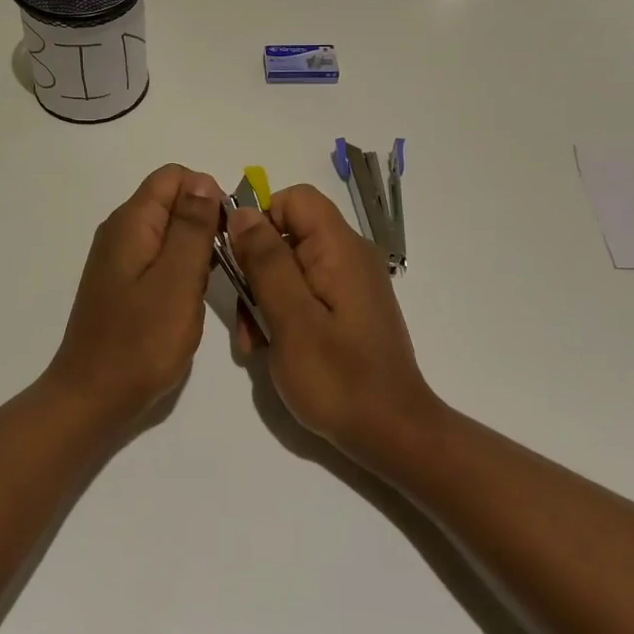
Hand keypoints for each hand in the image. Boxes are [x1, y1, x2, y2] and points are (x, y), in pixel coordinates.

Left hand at [46, 165, 224, 428]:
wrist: (93, 397)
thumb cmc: (140, 341)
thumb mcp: (177, 280)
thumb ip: (192, 227)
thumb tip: (202, 180)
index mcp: (132, 222)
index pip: (174, 176)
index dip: (207, 195)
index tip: (225, 235)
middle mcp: (121, 231)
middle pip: (172, 201)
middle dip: (204, 223)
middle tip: (222, 267)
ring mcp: (119, 258)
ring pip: (169, 231)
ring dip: (195, 250)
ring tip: (207, 287)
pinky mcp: (122, 283)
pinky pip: (159, 257)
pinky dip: (181, 269)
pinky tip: (189, 300)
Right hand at [229, 185, 437, 462]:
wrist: (393, 435)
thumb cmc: (339, 379)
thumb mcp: (291, 318)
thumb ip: (266, 261)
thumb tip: (242, 212)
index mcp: (340, 248)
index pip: (294, 198)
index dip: (261, 219)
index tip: (239, 259)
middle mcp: (348, 255)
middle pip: (289, 232)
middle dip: (256, 267)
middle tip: (245, 317)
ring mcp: (350, 283)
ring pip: (291, 265)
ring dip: (264, 296)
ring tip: (254, 342)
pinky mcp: (348, 308)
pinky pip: (306, 291)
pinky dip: (283, 312)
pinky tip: (272, 348)